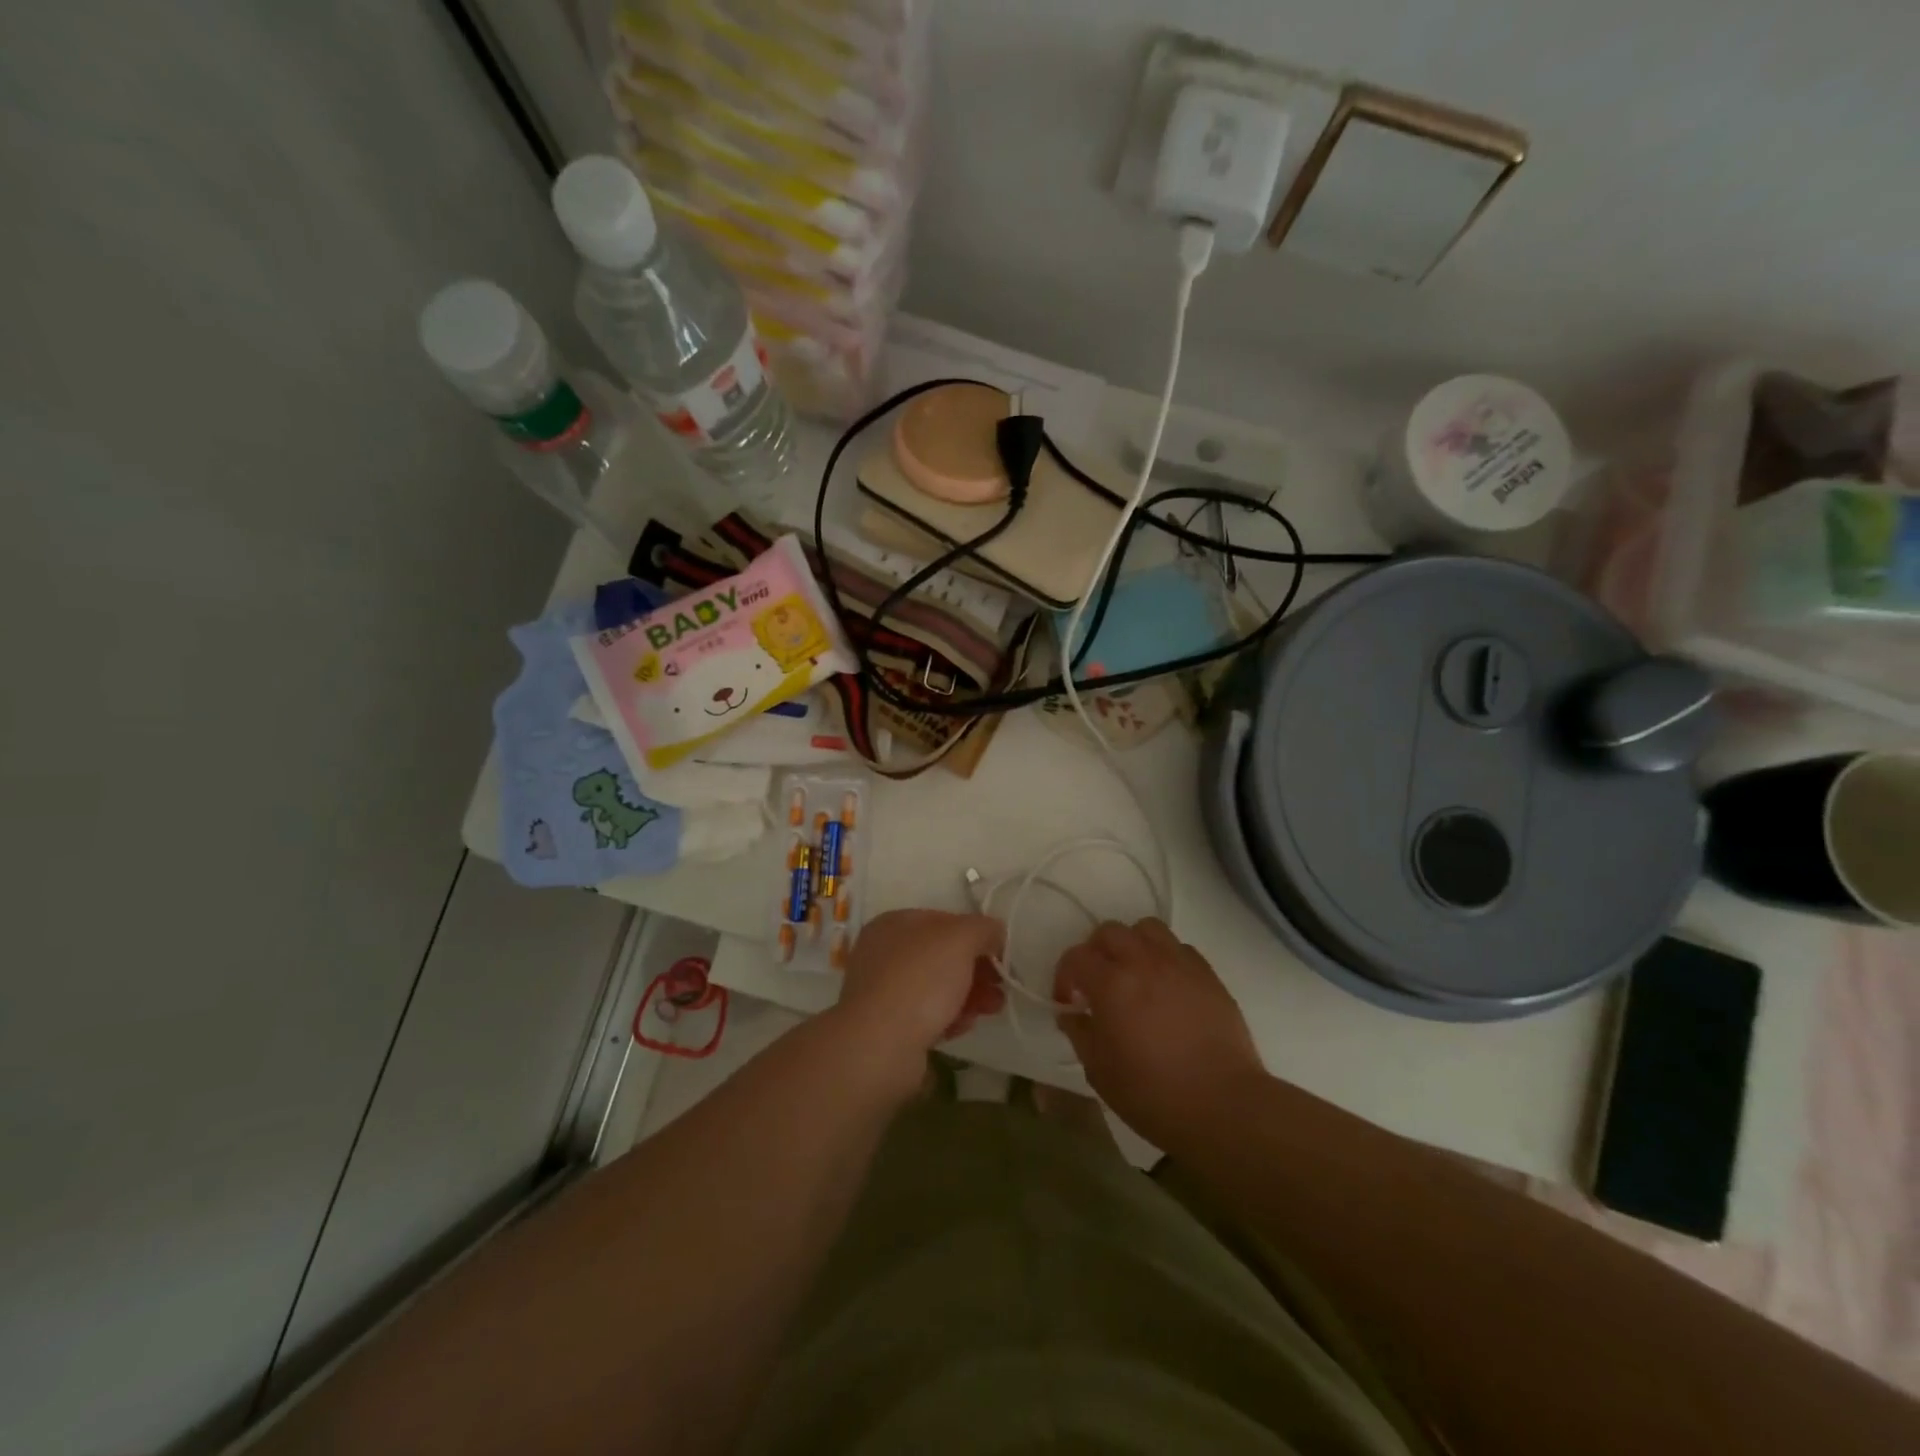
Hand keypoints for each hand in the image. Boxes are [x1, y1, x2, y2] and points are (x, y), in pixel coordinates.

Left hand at [831, 909, 1005, 1078]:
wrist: (880, 1045)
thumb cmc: (920, 980)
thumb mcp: (960, 939)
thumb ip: (983, 928)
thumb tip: (995, 932)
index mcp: (894, 923)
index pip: (944, 921)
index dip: (976, 934)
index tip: (1000, 953)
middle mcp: (884, 953)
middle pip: (942, 956)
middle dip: (977, 969)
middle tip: (1001, 986)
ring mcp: (883, 991)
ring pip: (937, 987)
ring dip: (969, 995)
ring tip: (992, 1009)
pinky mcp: (888, 1026)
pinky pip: (926, 1016)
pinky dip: (948, 1018)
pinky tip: (962, 1027)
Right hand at [1054, 918, 1265, 1149]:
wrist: (1223, 1105)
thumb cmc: (1153, 1094)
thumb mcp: (1099, 1071)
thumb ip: (1079, 1033)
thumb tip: (1073, 1013)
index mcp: (1112, 983)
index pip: (1076, 957)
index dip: (1065, 977)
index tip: (1069, 1003)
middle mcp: (1144, 961)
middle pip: (1110, 931)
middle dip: (1096, 952)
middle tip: (1097, 982)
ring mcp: (1180, 963)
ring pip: (1147, 929)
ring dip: (1132, 945)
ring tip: (1134, 974)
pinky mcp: (1208, 974)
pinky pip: (1179, 948)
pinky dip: (1165, 958)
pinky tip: (1166, 987)